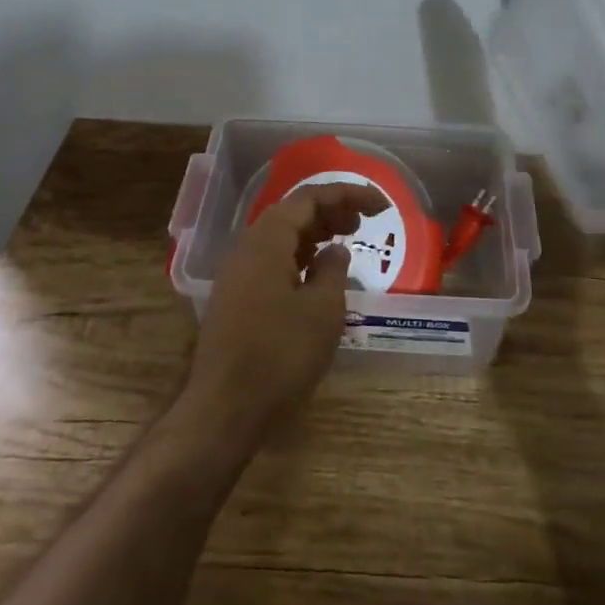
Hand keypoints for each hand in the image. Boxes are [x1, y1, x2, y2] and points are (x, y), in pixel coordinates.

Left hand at [181, 182, 385, 448]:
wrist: (223, 409)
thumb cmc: (279, 355)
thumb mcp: (322, 311)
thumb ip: (332, 271)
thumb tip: (336, 250)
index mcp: (267, 240)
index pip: (310, 198)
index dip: (348, 195)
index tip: (381, 206)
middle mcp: (247, 248)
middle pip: (292, 213)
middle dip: (331, 211)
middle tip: (363, 224)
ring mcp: (237, 274)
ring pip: (281, 238)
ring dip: (315, 234)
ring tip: (345, 244)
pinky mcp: (236, 299)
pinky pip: (272, 261)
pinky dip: (299, 257)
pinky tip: (316, 276)